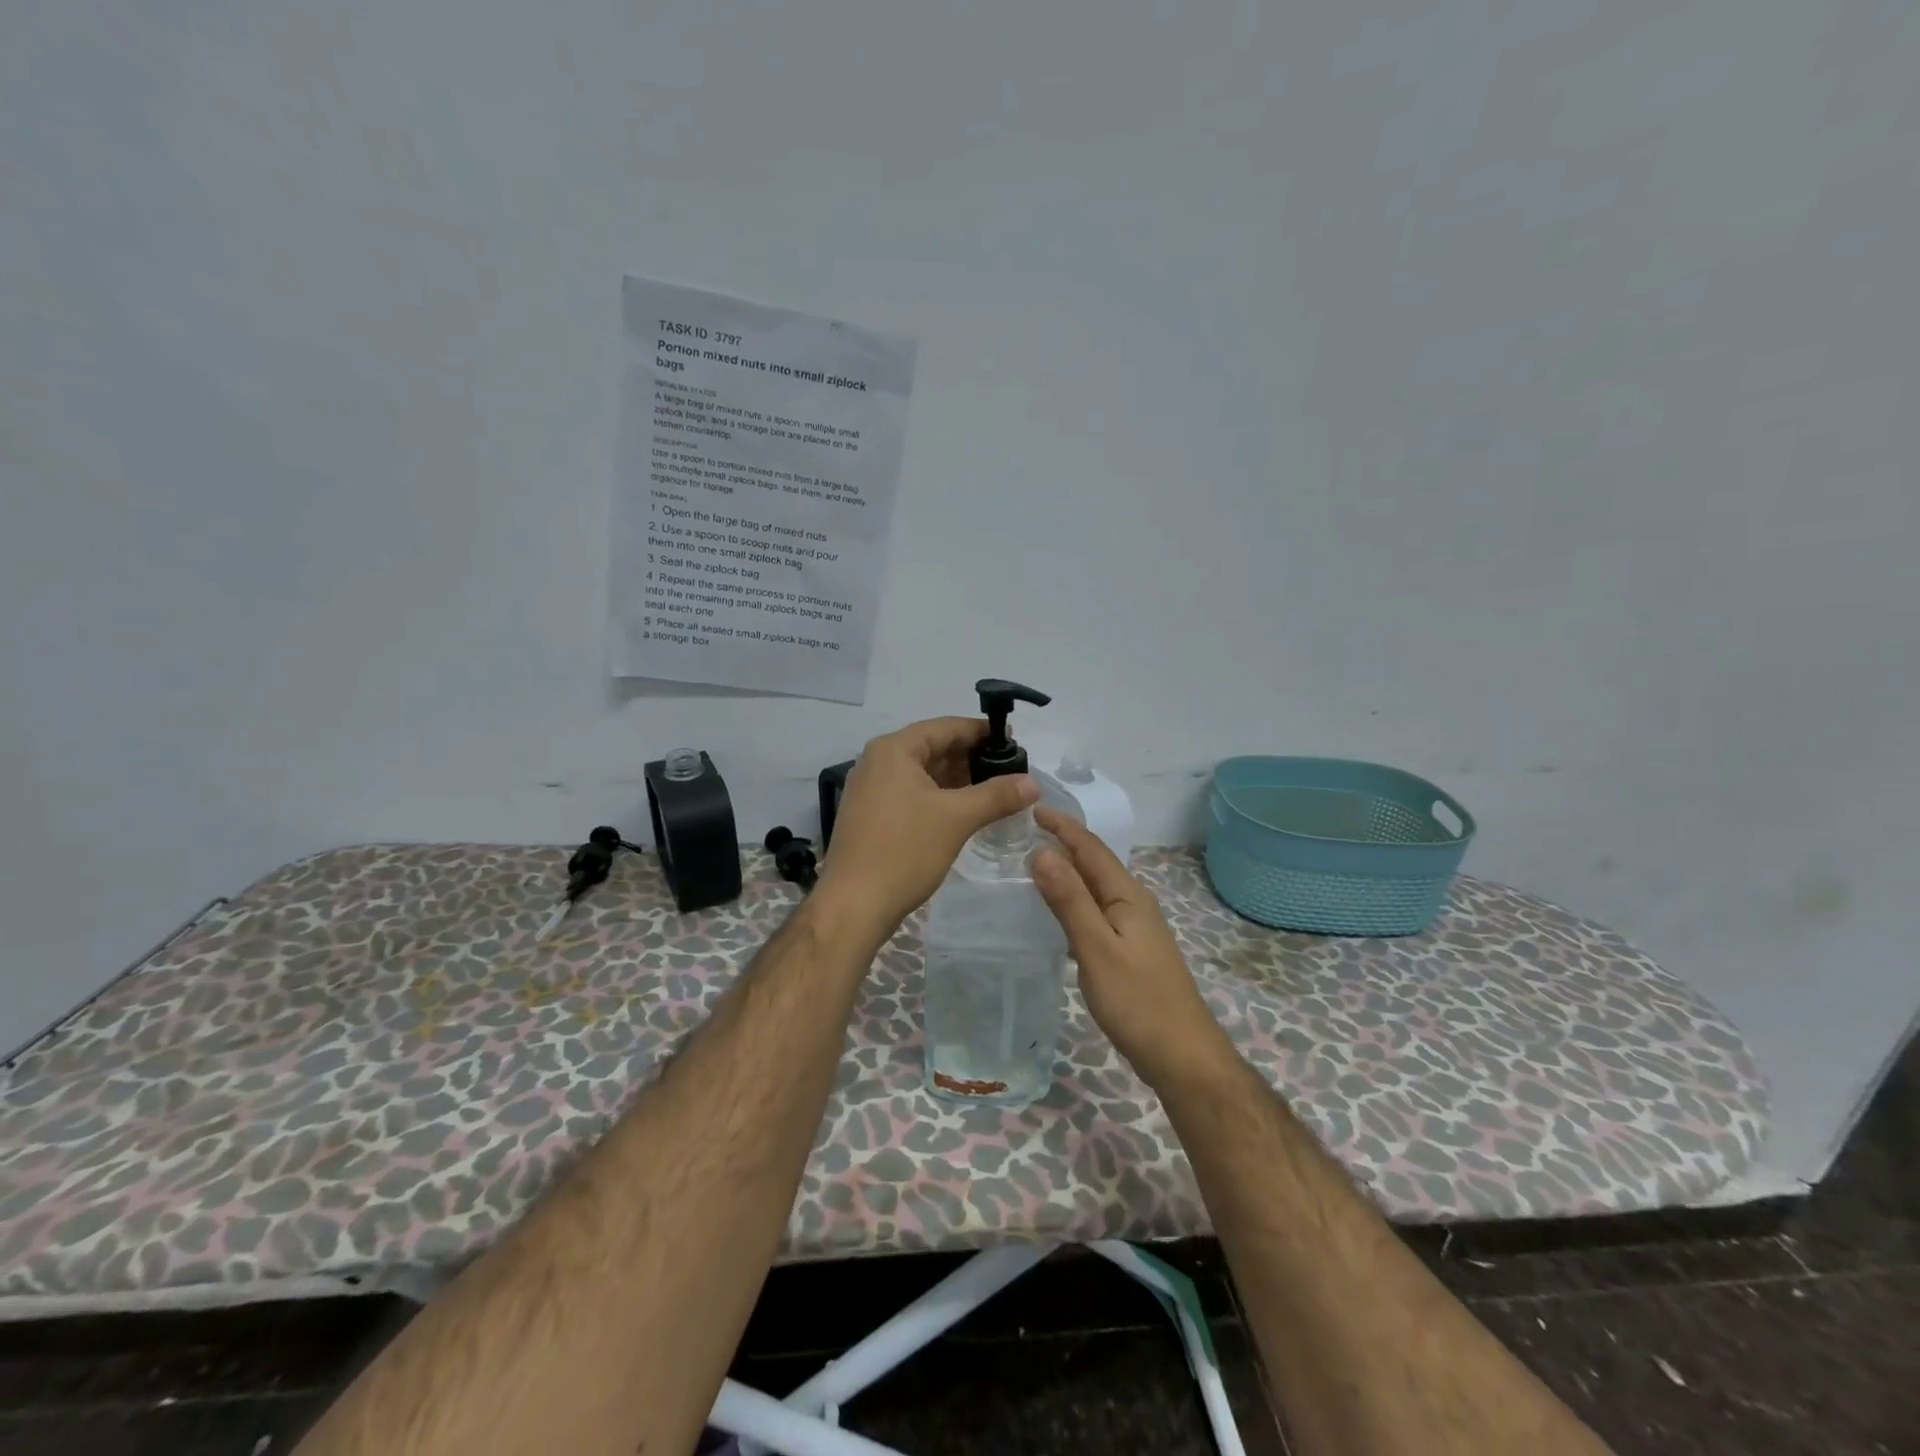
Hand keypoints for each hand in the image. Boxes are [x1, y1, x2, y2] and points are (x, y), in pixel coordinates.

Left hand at [817, 717, 1039, 941]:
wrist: (854, 905)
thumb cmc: (904, 850)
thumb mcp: (957, 818)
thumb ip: (997, 795)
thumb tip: (1033, 783)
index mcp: (893, 750)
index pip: (944, 727)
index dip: (980, 732)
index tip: (1012, 739)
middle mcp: (877, 762)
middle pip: (933, 749)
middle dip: (971, 758)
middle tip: (1009, 769)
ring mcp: (871, 791)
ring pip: (923, 774)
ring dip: (957, 780)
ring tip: (995, 790)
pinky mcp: (871, 817)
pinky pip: (912, 795)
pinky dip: (939, 798)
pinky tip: (965, 812)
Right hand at [1031, 808, 1229, 1087]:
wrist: (1181, 1055)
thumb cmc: (1137, 1000)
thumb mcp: (1096, 948)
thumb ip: (1070, 900)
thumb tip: (1042, 852)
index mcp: (1127, 896)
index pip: (1091, 848)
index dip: (1063, 826)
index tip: (1031, 808)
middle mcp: (1133, 904)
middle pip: (1095, 863)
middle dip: (1064, 843)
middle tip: (1023, 832)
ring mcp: (1134, 928)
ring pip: (1095, 888)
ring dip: (1068, 871)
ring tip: (1032, 864)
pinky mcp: (1129, 950)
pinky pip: (1096, 910)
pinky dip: (1073, 900)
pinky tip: (1057, 912)